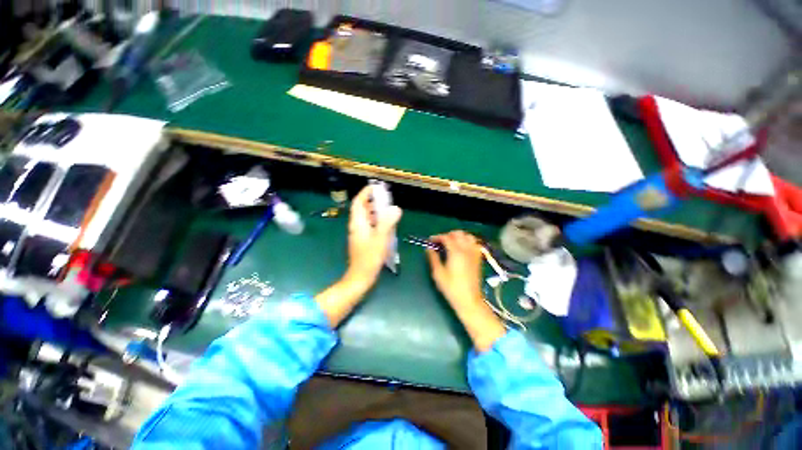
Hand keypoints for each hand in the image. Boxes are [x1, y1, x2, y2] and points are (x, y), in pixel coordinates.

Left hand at [316, 185, 401, 327]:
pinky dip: (377, 221)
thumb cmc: (369, 258)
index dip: (365, 193)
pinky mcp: (363, 241)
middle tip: (385, 198)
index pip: (358, 203)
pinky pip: (370, 226)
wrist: (360, 277)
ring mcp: (359, 234)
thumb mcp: (380, 239)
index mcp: (358, 223)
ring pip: (366, 218)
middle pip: (362, 209)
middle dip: (372, 201)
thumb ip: (388, 222)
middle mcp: (356, 226)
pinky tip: (387, 225)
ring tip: (388, 209)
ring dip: (375, 211)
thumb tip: (395, 208)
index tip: (375, 187)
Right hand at [426, 230, 505, 351]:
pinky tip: (462, 248)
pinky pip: (475, 243)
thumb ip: (433, 258)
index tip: (431, 241)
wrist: (469, 300)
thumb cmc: (451, 288)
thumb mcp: (438, 273)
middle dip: (448, 235)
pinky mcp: (478, 258)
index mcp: (455, 252)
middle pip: (458, 234)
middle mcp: (466, 249)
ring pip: (468, 236)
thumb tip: (429, 248)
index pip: (446, 237)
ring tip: (452, 243)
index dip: (437, 237)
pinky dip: (468, 241)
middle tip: (441, 242)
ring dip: (459, 236)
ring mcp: (474, 253)